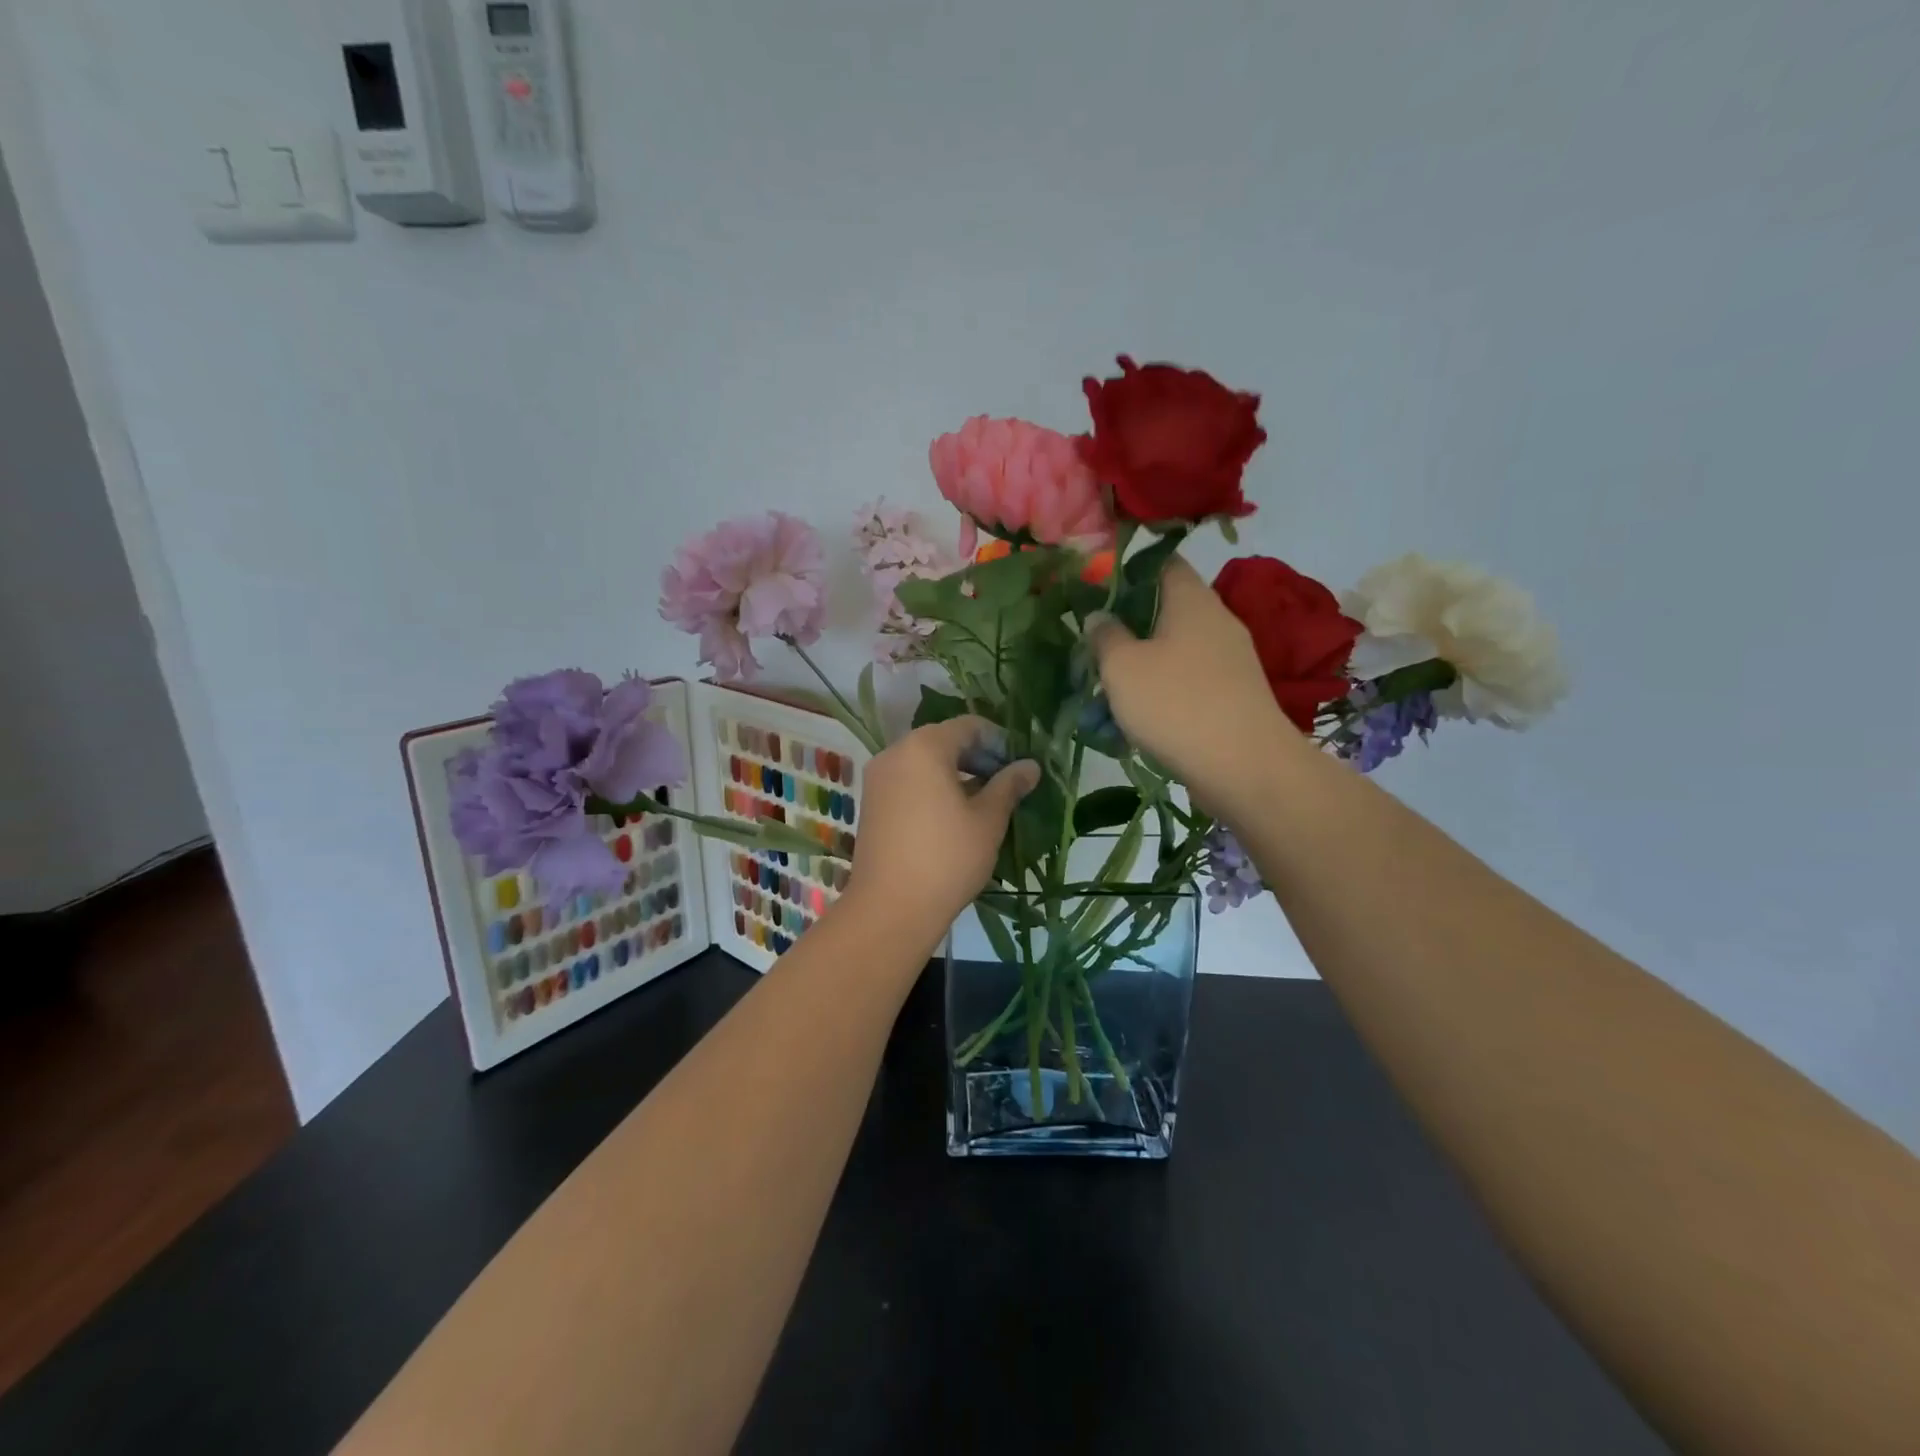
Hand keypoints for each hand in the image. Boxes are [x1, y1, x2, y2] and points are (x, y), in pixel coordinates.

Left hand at [849, 717, 1038, 935]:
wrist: (890, 908)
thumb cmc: (947, 858)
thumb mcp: (988, 820)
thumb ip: (1009, 785)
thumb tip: (1030, 765)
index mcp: (924, 747)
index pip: (968, 726)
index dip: (998, 741)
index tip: (1019, 765)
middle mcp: (895, 753)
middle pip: (943, 740)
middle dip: (977, 757)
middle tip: (1006, 783)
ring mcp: (877, 779)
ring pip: (924, 762)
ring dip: (955, 773)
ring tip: (984, 801)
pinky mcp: (871, 803)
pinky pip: (907, 781)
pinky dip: (932, 787)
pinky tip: (953, 815)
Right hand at [1086, 557, 1294, 801]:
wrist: (1244, 767)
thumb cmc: (1176, 704)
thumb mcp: (1121, 667)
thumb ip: (1105, 636)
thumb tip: (1099, 616)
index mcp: (1191, 599)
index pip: (1162, 562)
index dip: (1128, 571)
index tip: (1096, 592)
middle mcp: (1217, 620)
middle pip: (1167, 609)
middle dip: (1129, 626)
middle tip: (1094, 647)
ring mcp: (1230, 660)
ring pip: (1175, 650)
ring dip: (1142, 665)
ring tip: (1108, 689)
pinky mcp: (1234, 695)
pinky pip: (1189, 681)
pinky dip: (1163, 691)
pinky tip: (1139, 718)